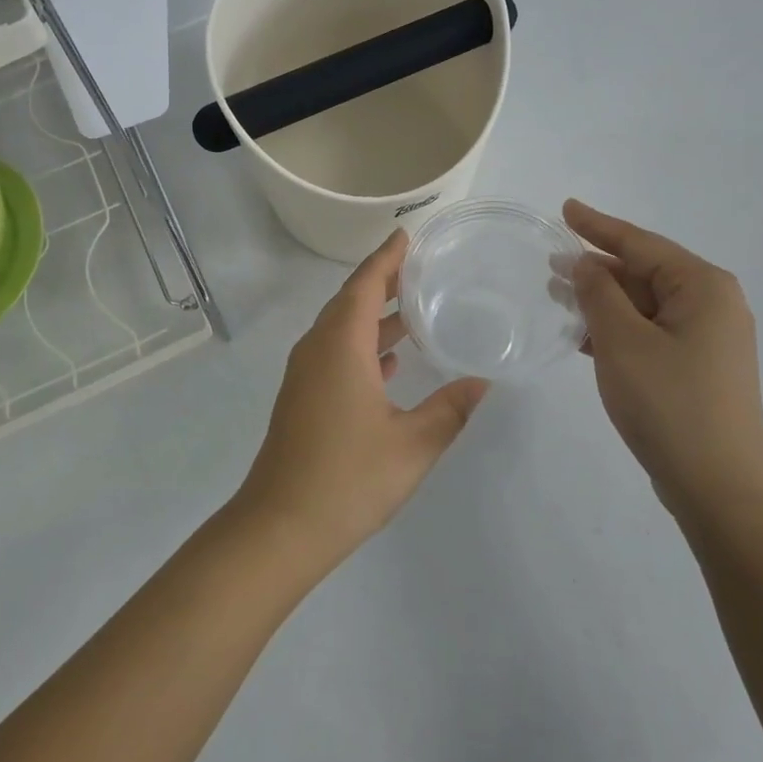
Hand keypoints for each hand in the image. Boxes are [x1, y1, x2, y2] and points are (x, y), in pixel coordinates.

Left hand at [234, 230, 488, 569]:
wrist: (281, 526)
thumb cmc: (348, 479)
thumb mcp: (412, 445)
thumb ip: (450, 409)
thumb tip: (481, 383)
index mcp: (341, 346)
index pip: (364, 285)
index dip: (386, 258)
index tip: (406, 235)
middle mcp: (317, 350)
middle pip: (350, 301)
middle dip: (382, 281)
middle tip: (420, 268)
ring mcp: (305, 375)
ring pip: (341, 329)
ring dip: (374, 316)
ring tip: (414, 311)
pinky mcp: (302, 398)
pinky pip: (334, 354)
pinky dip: (362, 345)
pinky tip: (389, 361)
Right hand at [563, 200, 762, 523]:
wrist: (718, 485)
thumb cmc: (669, 403)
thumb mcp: (622, 341)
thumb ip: (599, 293)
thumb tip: (585, 264)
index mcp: (703, 287)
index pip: (640, 243)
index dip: (598, 225)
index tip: (565, 208)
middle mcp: (712, 304)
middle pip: (644, 271)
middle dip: (596, 267)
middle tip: (549, 262)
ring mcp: (706, 339)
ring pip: (644, 304)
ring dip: (602, 300)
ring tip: (557, 295)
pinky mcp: (696, 367)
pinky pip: (649, 331)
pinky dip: (616, 328)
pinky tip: (581, 334)